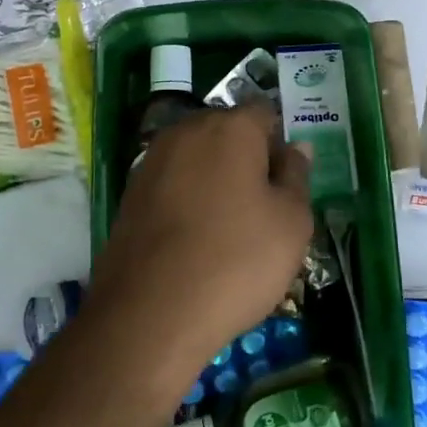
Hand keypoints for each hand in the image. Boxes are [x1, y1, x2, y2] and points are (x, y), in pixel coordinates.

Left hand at [89, 102, 314, 381]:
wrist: (150, 313)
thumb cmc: (236, 261)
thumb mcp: (291, 223)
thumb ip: (296, 176)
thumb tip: (295, 147)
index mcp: (230, 127)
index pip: (265, 113)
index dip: (281, 143)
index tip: (288, 183)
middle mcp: (187, 130)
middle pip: (227, 132)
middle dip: (247, 158)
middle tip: (263, 208)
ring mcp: (152, 160)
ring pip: (197, 157)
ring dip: (215, 179)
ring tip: (229, 229)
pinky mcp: (130, 192)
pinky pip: (172, 183)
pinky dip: (187, 199)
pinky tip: (195, 240)